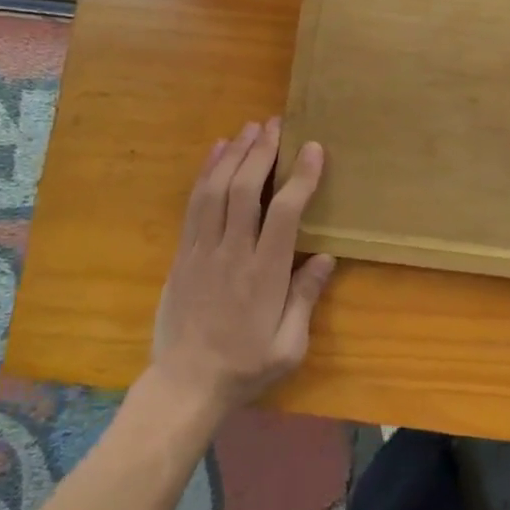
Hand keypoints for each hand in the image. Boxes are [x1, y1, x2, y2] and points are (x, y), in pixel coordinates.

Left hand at [147, 118, 335, 419]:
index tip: (313, 148)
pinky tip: (216, 151)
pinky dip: (205, 172)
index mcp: (265, 274)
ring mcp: (202, 251)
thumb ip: (306, 298)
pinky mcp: (183, 254)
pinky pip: (193, 204)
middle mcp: (233, 253)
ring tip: (250, 127)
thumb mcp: (289, 346)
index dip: (300, 176)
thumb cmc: (244, 367)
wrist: (185, 386)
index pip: (285, 213)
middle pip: (246, 189)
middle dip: (262, 151)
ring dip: (234, 154)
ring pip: (216, 190)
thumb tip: (326, 257)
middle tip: (277, 123)